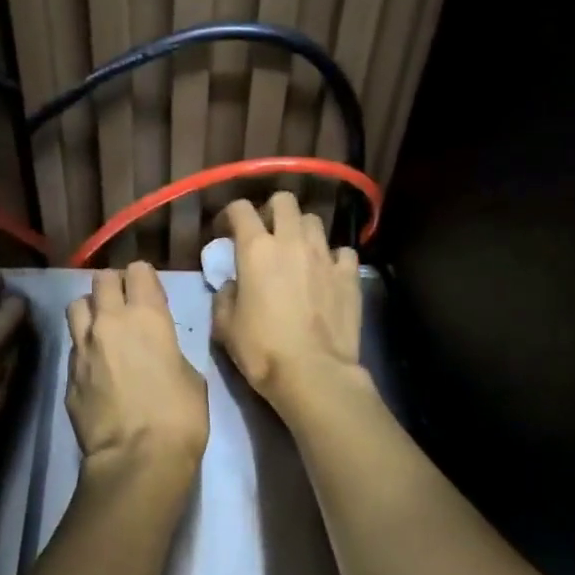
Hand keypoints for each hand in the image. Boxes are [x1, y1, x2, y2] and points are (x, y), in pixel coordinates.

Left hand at [66, 263, 208, 478]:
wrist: (136, 458)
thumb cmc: (179, 416)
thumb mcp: (191, 376)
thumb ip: (170, 351)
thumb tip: (159, 353)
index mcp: (148, 316)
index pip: (139, 271)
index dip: (145, 280)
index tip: (151, 295)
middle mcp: (110, 322)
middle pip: (102, 280)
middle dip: (114, 287)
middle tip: (125, 307)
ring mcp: (83, 347)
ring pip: (77, 306)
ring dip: (90, 310)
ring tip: (102, 329)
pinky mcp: (68, 375)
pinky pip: (73, 346)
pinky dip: (83, 348)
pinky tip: (96, 368)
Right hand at [213, 193, 365, 412]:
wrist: (313, 374)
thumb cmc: (262, 351)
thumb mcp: (225, 328)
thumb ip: (224, 298)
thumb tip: (233, 286)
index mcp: (256, 250)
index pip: (240, 209)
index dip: (230, 215)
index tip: (225, 232)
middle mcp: (292, 242)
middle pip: (284, 201)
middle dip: (272, 211)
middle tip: (266, 234)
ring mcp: (325, 256)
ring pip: (314, 221)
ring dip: (302, 231)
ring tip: (297, 253)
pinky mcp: (349, 275)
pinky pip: (343, 252)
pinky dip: (333, 258)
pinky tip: (327, 273)